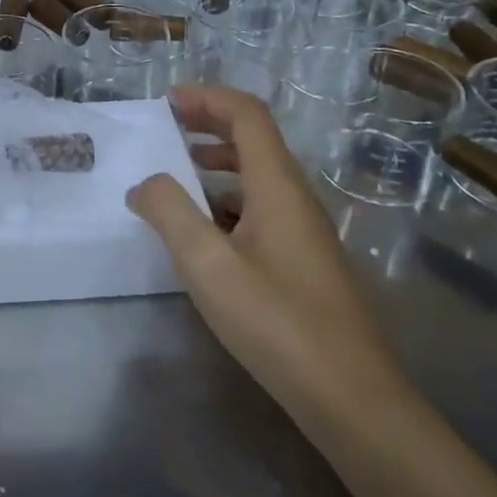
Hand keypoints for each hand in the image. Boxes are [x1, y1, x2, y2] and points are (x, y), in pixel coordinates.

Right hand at [128, 85, 411, 419]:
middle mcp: (296, 198)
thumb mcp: (207, 264)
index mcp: (278, 186)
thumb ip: (169, 212)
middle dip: (210, 123)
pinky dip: (228, 199)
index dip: (208, 97)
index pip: (247, 115)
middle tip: (168, 128)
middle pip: (255, 139)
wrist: (352, 399)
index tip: (168, 101)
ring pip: (259, 175)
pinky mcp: (304, 261)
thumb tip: (144, 184)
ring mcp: (305, 231)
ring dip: (218, 162)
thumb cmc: (277, 323)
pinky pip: (262, 207)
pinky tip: (204, 230)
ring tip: (177, 175)